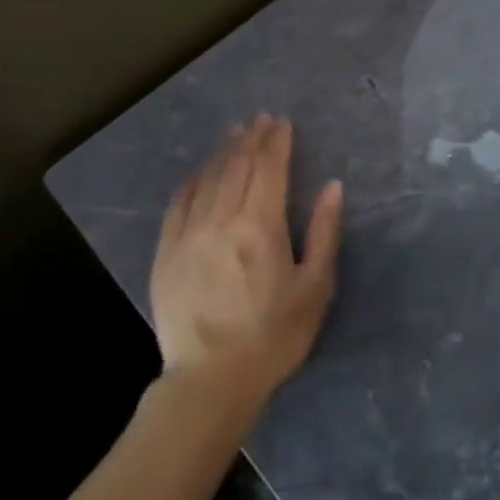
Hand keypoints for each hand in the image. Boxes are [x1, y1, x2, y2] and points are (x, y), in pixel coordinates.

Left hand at [150, 115, 343, 421]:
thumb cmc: (273, 336)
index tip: (282, 122)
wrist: (211, 380)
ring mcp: (189, 233)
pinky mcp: (166, 252)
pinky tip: (200, 172)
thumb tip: (333, 187)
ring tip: (235, 133)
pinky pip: (178, 203)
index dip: (276, 141)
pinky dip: (193, 180)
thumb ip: (324, 232)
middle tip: (261, 120)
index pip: (269, 168)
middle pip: (238, 165)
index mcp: (261, 225)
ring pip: (208, 178)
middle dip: (252, 138)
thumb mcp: (314, 288)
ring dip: (224, 152)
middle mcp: (222, 218)